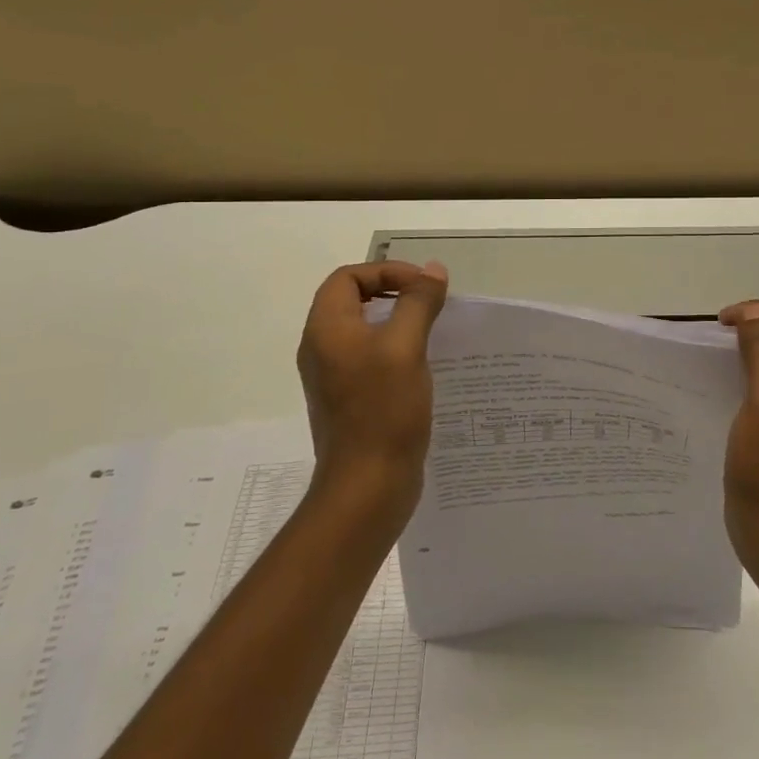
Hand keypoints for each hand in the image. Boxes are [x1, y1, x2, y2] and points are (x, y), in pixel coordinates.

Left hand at [297, 262, 448, 512]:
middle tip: (432, 305)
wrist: (367, 487)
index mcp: (326, 329)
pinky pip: (371, 359)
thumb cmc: (383, 410)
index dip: (386, 272)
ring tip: (435, 332)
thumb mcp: (405, 347)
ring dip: (399, 323)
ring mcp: (335, 377)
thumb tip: (432, 271)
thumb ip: (418, 302)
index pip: (347, 277)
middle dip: (395, 293)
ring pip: (365, 331)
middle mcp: (323, 349)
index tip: (423, 287)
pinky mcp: (350, 400)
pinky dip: (397, 351)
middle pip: (354, 301)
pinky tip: (426, 366)